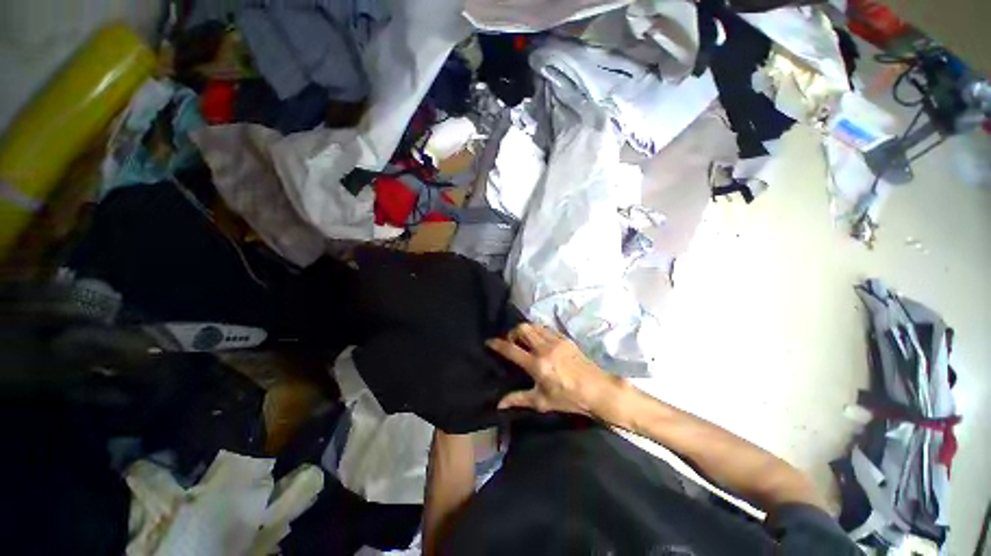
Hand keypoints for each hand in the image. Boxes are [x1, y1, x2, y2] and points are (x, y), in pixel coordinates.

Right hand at [486, 323, 625, 419]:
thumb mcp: (542, 402)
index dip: (497, 344)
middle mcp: (545, 348)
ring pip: (534, 326)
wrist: (597, 389)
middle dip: (512, 333)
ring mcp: (556, 341)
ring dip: (525, 330)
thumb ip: (518, 399)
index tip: (489, 341)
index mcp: (537, 365)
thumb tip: (498, 405)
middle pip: (522, 329)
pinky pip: (546, 329)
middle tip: (512, 343)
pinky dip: (538, 331)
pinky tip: (540, 341)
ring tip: (525, 341)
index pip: (511, 350)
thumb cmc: (569, 398)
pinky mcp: (565, 338)